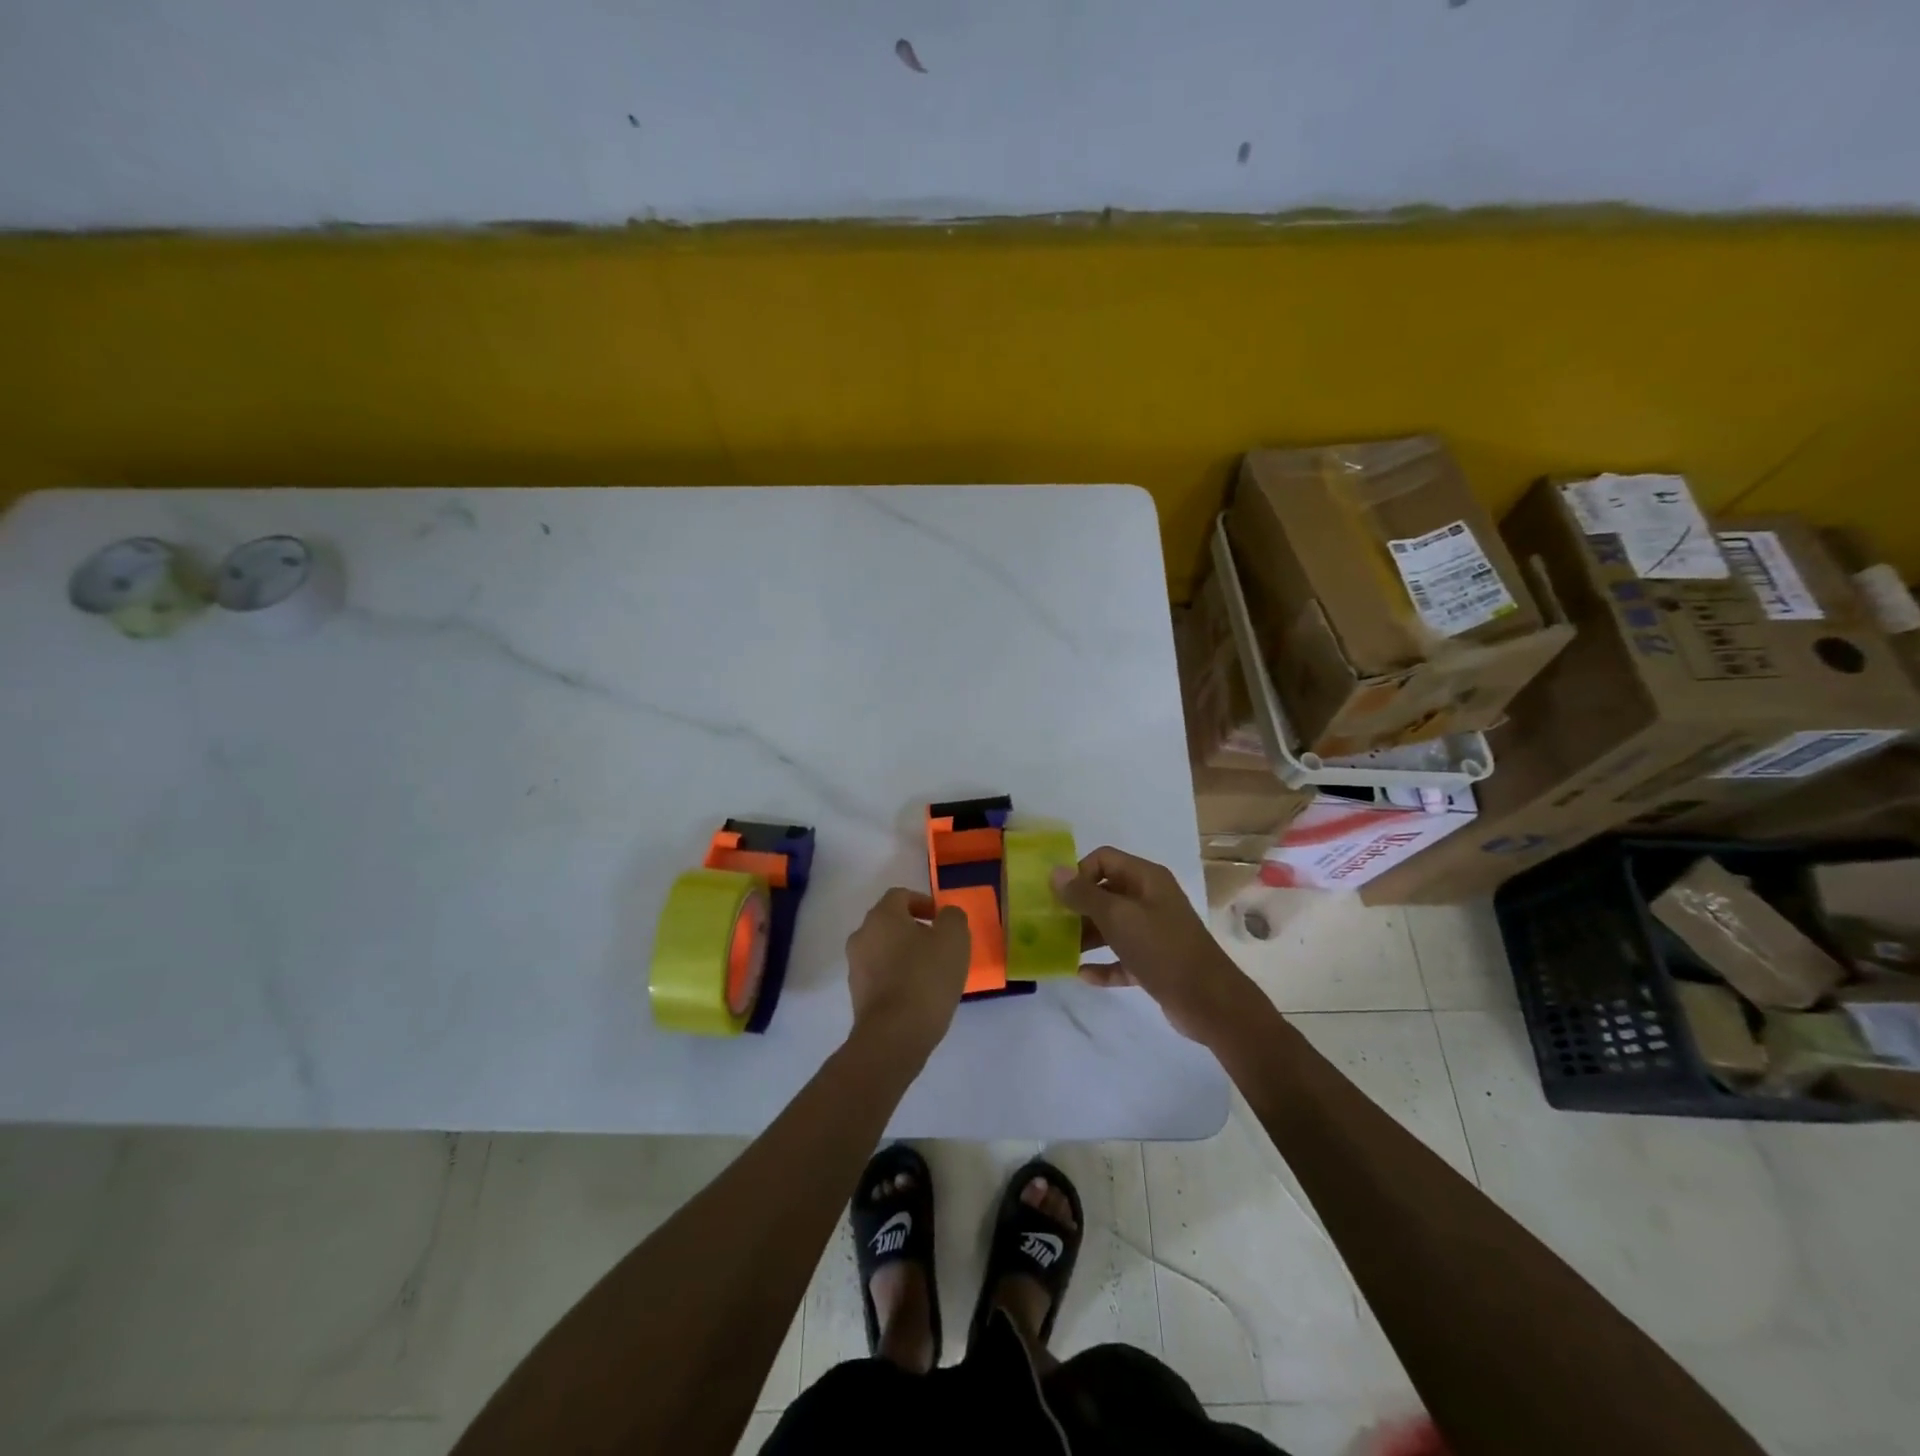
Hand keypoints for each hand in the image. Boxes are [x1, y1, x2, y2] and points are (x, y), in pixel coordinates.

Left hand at [845, 888, 970, 1060]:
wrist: (894, 1035)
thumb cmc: (926, 978)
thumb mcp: (954, 939)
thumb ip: (952, 917)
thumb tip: (945, 915)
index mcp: (882, 916)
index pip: (900, 896)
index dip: (923, 902)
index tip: (941, 920)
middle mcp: (862, 936)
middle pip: (889, 922)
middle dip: (914, 929)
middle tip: (939, 945)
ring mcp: (856, 967)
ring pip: (883, 949)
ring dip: (904, 954)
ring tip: (931, 972)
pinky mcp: (857, 995)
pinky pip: (880, 975)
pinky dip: (897, 976)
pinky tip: (917, 994)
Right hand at [1051, 846, 1255, 1043]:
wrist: (1208, 1000)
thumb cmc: (1161, 948)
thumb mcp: (1117, 917)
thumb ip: (1084, 894)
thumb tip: (1055, 871)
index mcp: (1146, 879)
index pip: (1104, 859)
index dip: (1079, 873)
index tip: (1059, 897)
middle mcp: (1150, 899)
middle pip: (1106, 892)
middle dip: (1078, 906)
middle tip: (1051, 924)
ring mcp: (1154, 932)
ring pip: (1112, 926)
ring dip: (1086, 935)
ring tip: (1060, 948)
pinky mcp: (1154, 962)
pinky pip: (1121, 957)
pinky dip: (1103, 964)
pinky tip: (1083, 974)